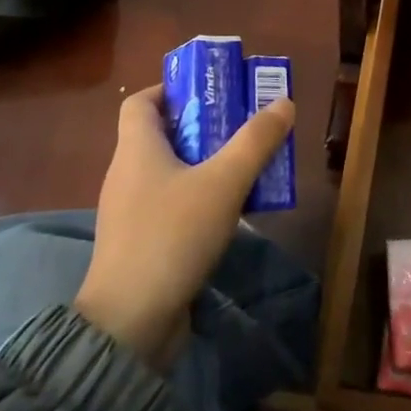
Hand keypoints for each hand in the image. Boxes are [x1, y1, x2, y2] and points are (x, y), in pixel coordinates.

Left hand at [75, 85, 294, 367]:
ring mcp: (130, 213)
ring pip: (170, 173)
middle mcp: (126, 175)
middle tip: (244, 128)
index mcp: (136, 149)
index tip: (210, 93)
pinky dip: (198, 200)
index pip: (141, 102)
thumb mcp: (223, 183)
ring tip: (246, 168)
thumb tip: (284, 103)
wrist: (131, 321)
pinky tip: (230, 214)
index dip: (171, 90)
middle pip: (161, 136)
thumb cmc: (173, 236)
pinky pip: (171, 207)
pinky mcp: (140, 244)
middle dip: (203, 128)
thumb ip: (255, 142)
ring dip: (205, 165)